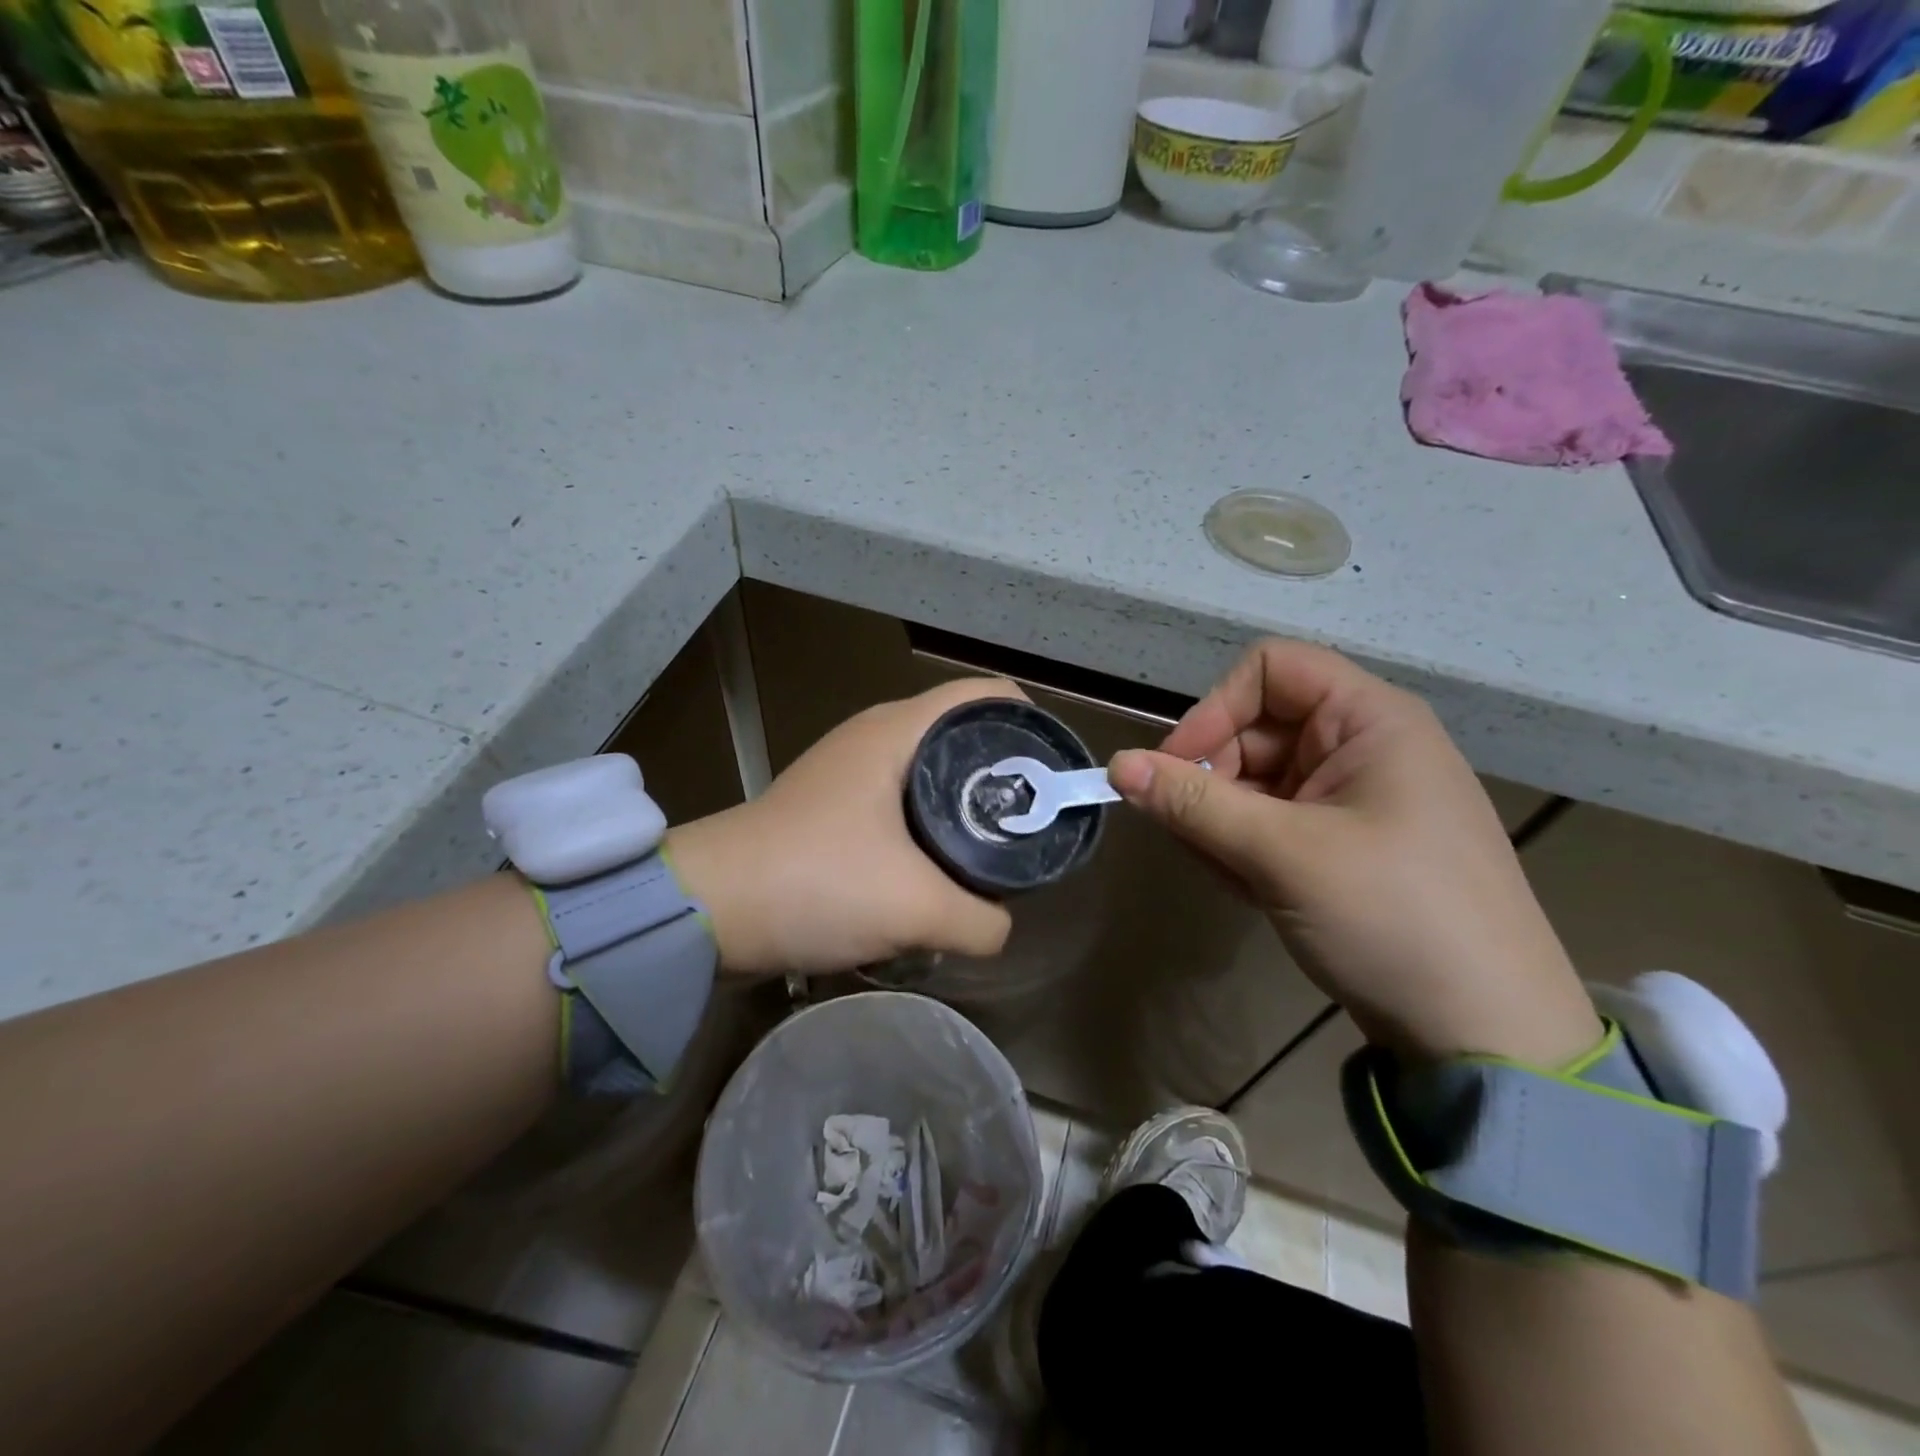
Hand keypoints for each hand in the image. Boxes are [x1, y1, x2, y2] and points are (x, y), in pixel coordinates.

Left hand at [665, 678, 1023, 976]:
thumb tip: (999, 926)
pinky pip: (899, 806)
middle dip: (1004, 776)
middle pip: (963, 736)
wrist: (708, 910)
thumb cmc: (816, 882)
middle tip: (1031, 825)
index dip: (1031, 724)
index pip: (985, 695)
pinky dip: (927, 830)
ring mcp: (849, 772)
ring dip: (963, 809)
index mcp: (897, 730)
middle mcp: (875, 737)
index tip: (1053, 776)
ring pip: (930, 774)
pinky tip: (937, 873)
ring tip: (992, 854)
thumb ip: (981, 920)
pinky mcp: (832, 808)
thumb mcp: (916, 908)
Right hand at [1109, 640, 1600, 1065]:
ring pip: (1256, 780)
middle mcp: (1361, 746)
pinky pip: (1272, 820)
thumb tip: (1117, 765)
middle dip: (1212, 778)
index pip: (1270, 671)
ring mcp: (1352, 797)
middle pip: (1255, 729)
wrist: (1486, 1030)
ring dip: (1222, 820)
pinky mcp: (1343, 842)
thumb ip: (1193, 804)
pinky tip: (1247, 888)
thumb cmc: (1393, 916)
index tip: (1176, 768)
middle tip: (1191, 836)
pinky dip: (1245, 845)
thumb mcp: (1283, 854)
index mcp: (1369, 720)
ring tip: (1228, 874)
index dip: (1215, 709)